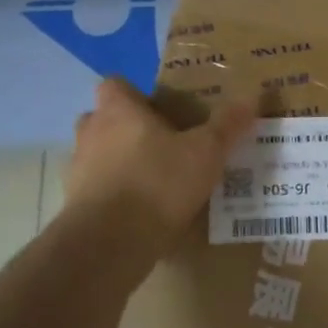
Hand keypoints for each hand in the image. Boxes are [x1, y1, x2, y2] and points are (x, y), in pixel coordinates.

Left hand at [59, 79, 257, 262]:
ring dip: (121, 164)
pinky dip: (117, 197)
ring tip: (157, 181)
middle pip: (105, 120)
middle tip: (163, 144)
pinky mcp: (76, 206)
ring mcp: (78, 170)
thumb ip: (226, 125)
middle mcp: (91, 133)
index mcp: (118, 110)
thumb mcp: (206, 152)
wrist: (110, 242)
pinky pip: (98, 191)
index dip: (136, 94)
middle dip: (128, 129)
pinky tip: (144, 213)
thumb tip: (251, 97)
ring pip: (100, 156)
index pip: (115, 84)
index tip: (161, 110)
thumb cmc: (158, 182)